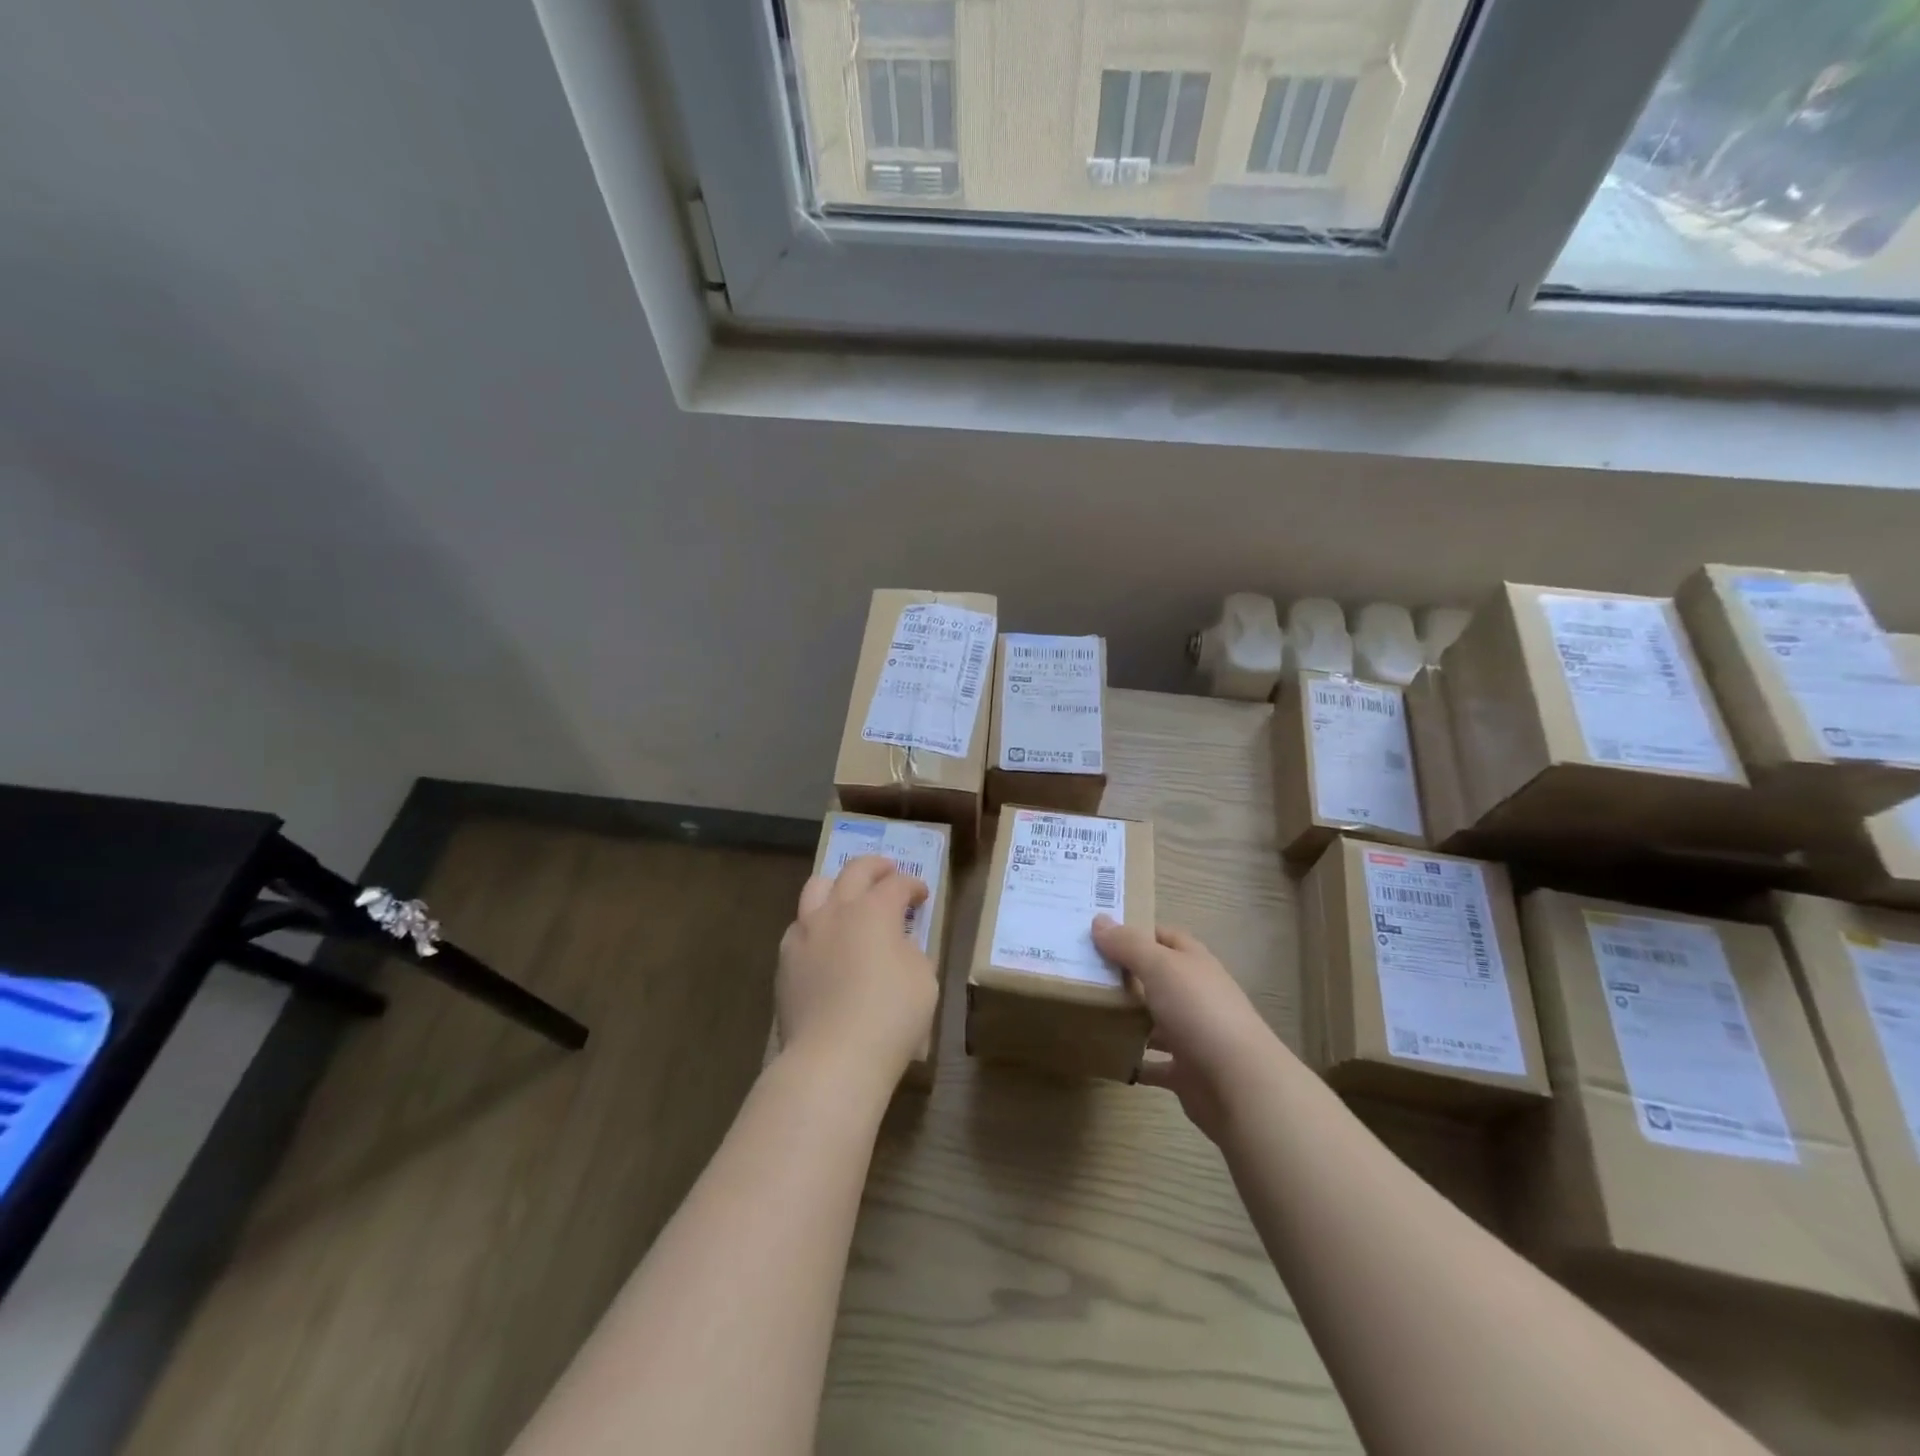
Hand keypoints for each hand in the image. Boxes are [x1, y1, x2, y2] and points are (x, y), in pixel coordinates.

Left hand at [777, 855, 936, 1082]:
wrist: (832, 1058)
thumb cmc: (890, 1016)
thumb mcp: (923, 980)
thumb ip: (913, 952)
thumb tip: (900, 943)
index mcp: (874, 910)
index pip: (897, 884)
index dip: (913, 886)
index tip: (922, 895)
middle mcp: (836, 910)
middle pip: (854, 871)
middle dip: (876, 867)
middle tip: (888, 872)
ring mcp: (805, 933)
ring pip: (816, 888)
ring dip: (838, 885)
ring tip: (848, 897)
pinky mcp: (785, 960)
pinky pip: (799, 926)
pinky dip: (816, 922)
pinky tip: (824, 940)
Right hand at [1092, 917, 1273, 1141]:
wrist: (1239, 1085)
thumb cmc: (1199, 1012)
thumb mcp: (1160, 967)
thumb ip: (1129, 945)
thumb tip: (1099, 921)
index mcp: (1194, 963)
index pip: (1163, 936)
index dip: (1135, 931)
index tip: (1098, 932)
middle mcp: (1196, 994)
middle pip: (1157, 977)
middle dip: (1124, 974)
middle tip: (1081, 970)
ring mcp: (1193, 1035)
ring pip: (1154, 1020)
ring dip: (1128, 1017)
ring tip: (1087, 1011)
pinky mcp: (1187, 1072)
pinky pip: (1153, 1063)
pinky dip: (1134, 1060)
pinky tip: (1107, 1056)